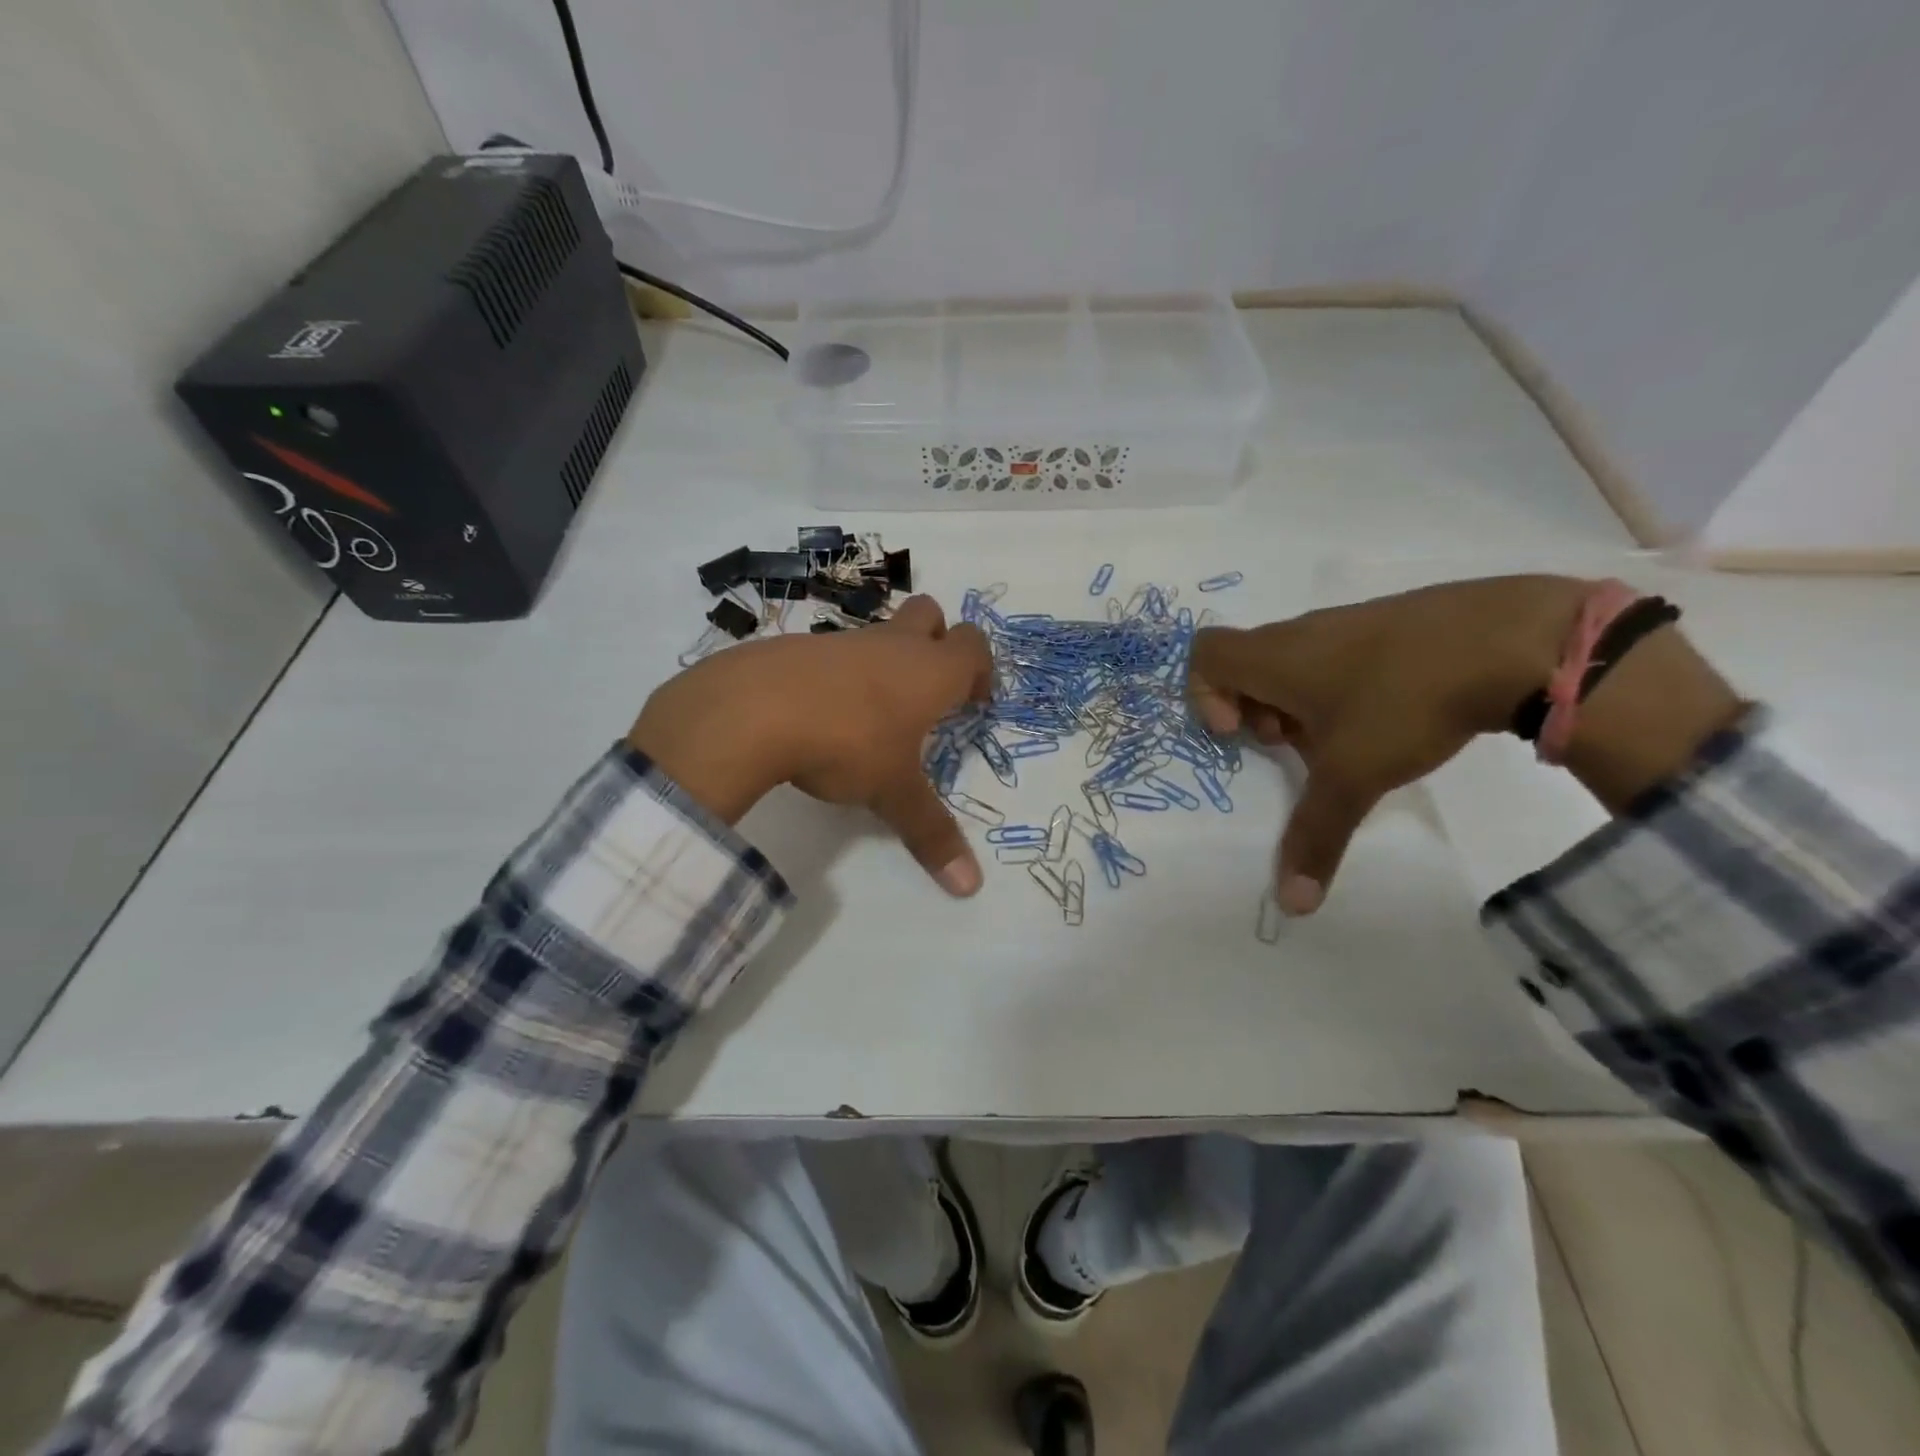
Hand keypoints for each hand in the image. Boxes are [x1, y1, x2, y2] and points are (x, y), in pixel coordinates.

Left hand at [627, 596, 993, 895]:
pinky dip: (838, 675)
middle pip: (929, 614)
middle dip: (937, 640)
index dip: (980, 669)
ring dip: (884, 661)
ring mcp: (841, 641)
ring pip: (877, 634)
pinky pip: (831, 653)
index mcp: (928, 671)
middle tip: (929, 689)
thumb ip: (930, 834)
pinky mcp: (796, 647)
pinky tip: (820, 715)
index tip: (973, 702)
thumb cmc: (846, 744)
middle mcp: (890, 645)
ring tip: (872, 715)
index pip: (973, 646)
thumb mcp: (892, 793)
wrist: (752, 709)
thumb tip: (970, 887)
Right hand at [1190, 575, 1738, 914]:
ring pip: (1294, 664)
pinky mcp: (1388, 622)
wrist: (1515, 639)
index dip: (1204, 695)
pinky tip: (1386, 718)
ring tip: (1342, 741)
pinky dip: (1338, 688)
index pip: (1204, 654)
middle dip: (1255, 713)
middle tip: (1291, 747)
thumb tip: (1291, 906)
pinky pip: (1337, 656)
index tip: (1239, 733)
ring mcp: (1347, 622)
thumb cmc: (1403, 702)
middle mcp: (1300, 632)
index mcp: (1274, 657)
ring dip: (1298, 706)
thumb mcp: (1353, 776)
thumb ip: (1314, 837)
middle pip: (1247, 666)